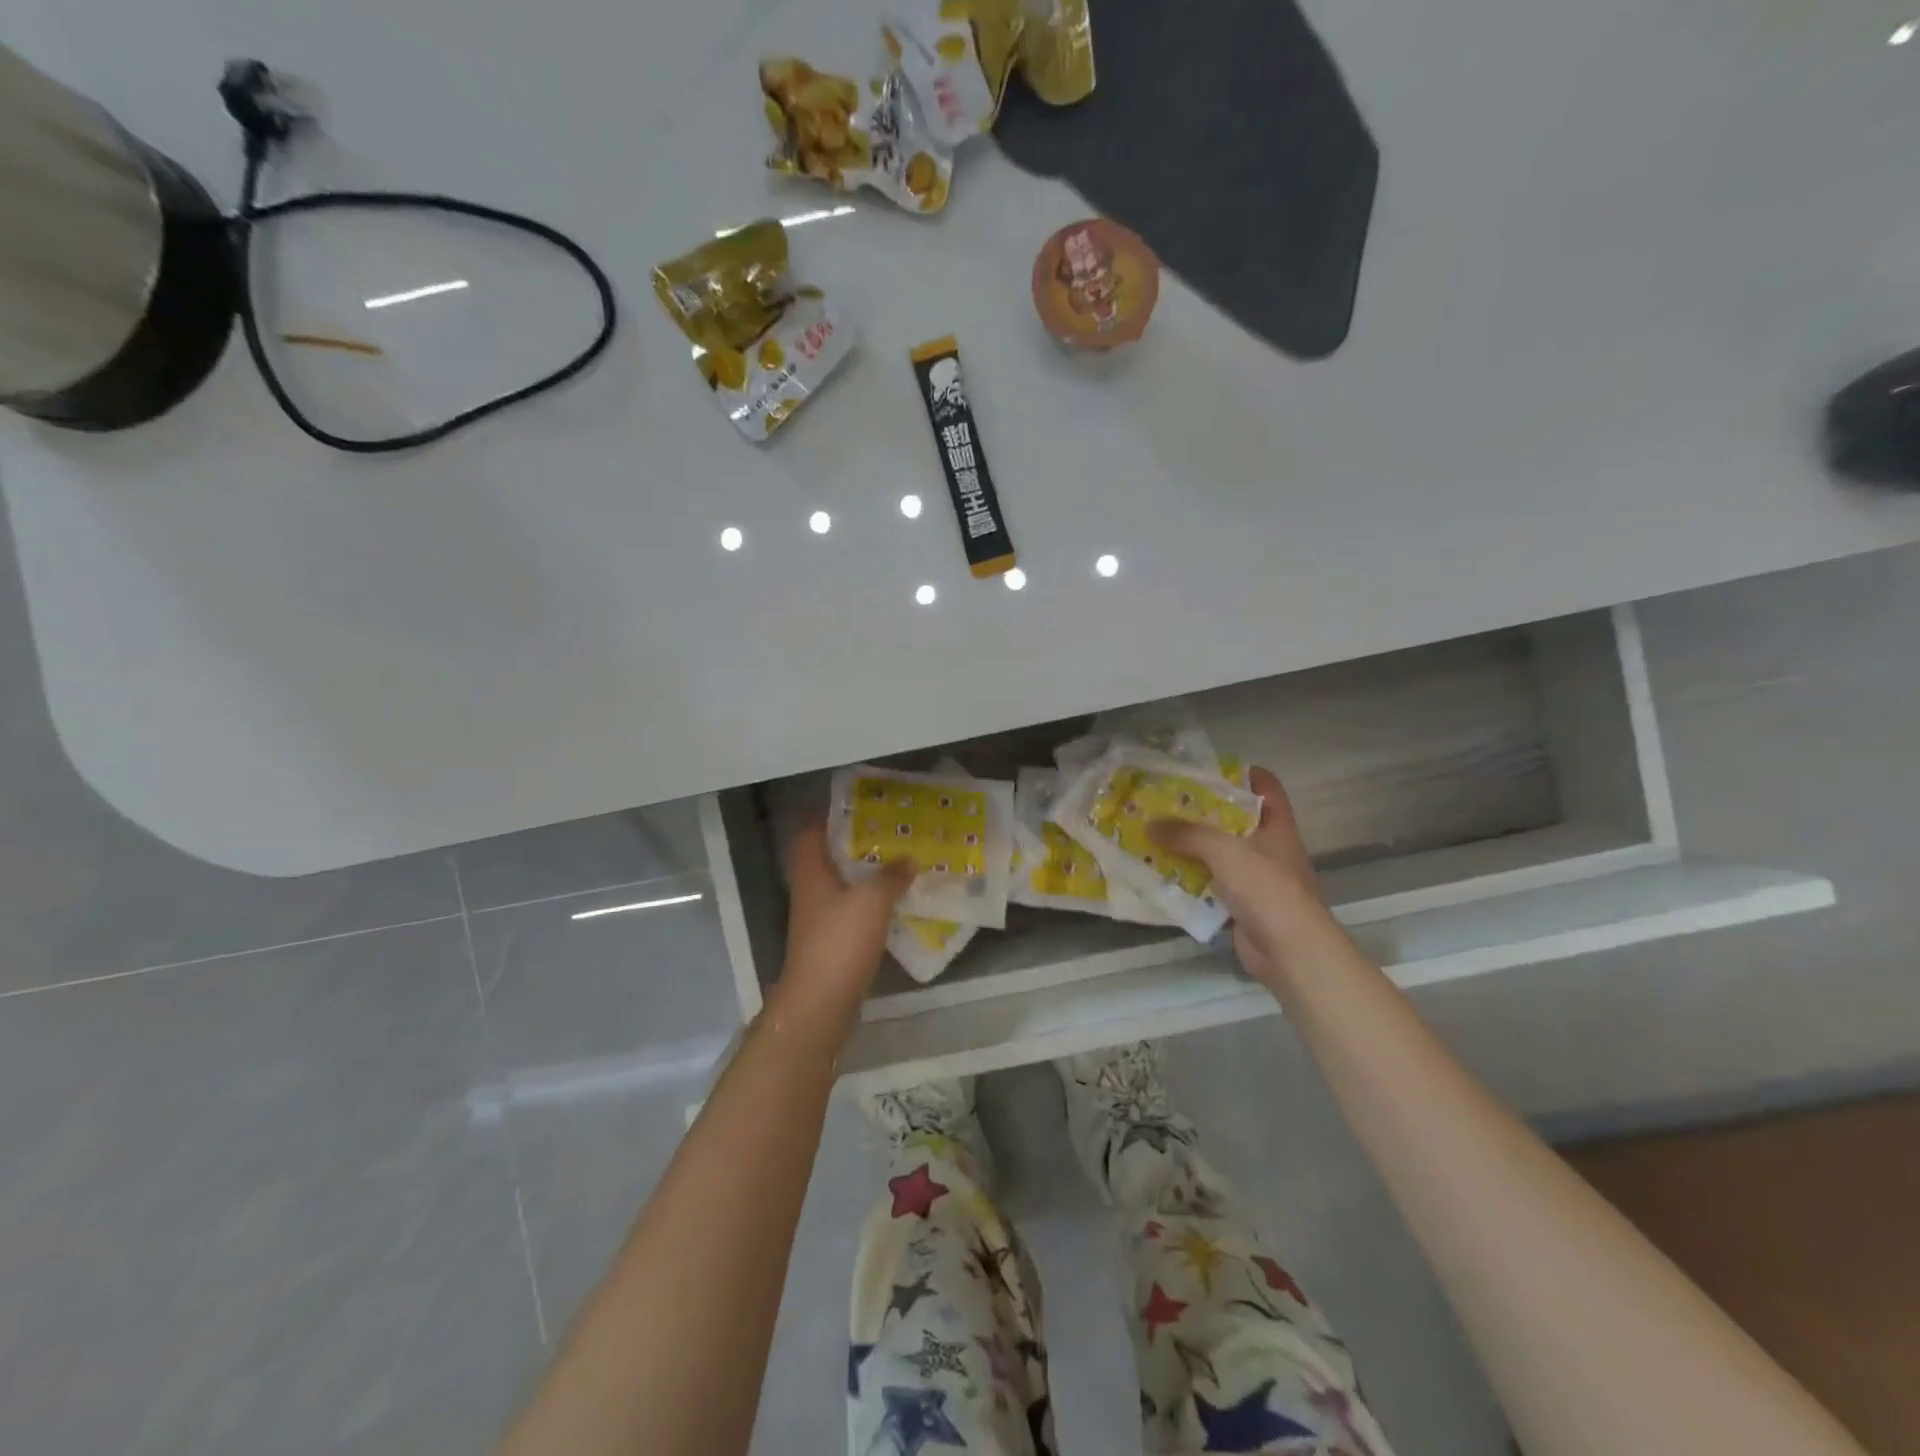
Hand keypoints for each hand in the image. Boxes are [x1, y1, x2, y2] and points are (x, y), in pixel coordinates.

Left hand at [771, 819, 915, 1038]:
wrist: (821, 1002)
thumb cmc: (840, 941)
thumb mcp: (872, 900)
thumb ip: (891, 875)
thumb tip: (907, 858)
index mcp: (812, 873)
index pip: (810, 833)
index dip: (827, 817)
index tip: (857, 807)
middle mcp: (811, 892)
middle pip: (828, 858)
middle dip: (855, 845)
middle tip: (888, 832)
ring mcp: (820, 919)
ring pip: (842, 886)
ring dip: (866, 875)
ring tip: (899, 862)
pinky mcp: (832, 942)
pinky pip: (852, 911)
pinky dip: (871, 903)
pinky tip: (896, 902)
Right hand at [1148, 766, 1335, 984]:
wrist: (1290, 950)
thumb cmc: (1267, 888)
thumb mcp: (1225, 851)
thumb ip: (1187, 834)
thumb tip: (1150, 823)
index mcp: (1277, 827)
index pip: (1267, 788)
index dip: (1244, 774)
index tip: (1210, 769)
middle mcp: (1269, 849)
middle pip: (1236, 822)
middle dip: (1203, 812)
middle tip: (1167, 801)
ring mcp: (1256, 880)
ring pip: (1220, 855)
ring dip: (1192, 848)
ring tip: (1156, 834)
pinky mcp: (1242, 906)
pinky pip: (1210, 886)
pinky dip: (1190, 881)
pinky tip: (1162, 873)